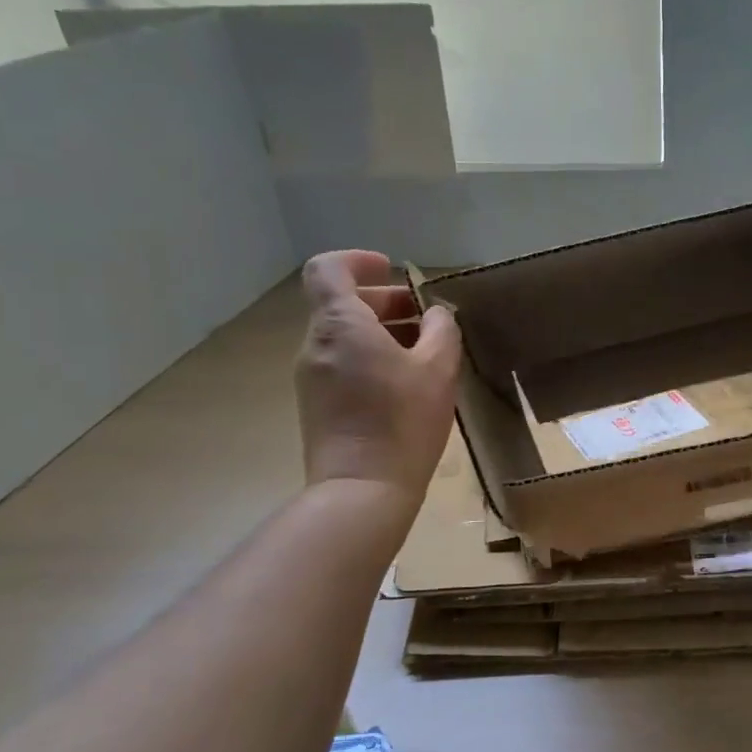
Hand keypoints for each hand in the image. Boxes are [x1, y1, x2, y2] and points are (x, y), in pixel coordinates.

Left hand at [294, 250, 459, 503]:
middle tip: (425, 318)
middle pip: (341, 305)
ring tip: (423, 354)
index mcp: (340, 325)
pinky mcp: (316, 406)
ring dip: (381, 334)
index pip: (328, 269)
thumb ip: (441, 331)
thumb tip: (435, 315)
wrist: (362, 489)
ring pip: (344, 338)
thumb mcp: (438, 370)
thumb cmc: (402, 421)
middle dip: (384, 302)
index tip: (391, 271)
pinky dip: (370, 359)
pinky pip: (342, 365)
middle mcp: (316, 345)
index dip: (358, 261)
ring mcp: (311, 378)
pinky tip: (405, 385)